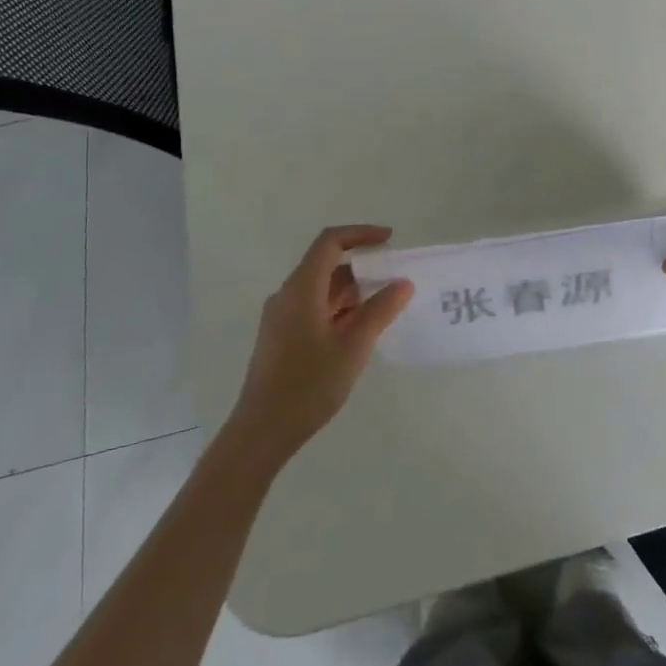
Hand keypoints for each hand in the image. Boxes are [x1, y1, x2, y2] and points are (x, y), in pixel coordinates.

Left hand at [226, 226, 413, 463]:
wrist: (262, 431)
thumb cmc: (308, 385)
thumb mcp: (353, 346)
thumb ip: (380, 310)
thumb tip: (403, 283)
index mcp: (301, 288)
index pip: (330, 242)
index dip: (361, 234)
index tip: (390, 240)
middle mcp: (287, 295)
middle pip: (326, 265)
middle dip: (362, 267)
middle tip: (395, 278)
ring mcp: (281, 317)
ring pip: (321, 290)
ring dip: (352, 292)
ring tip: (384, 306)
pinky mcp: (281, 337)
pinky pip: (314, 309)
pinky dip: (339, 310)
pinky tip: (360, 331)